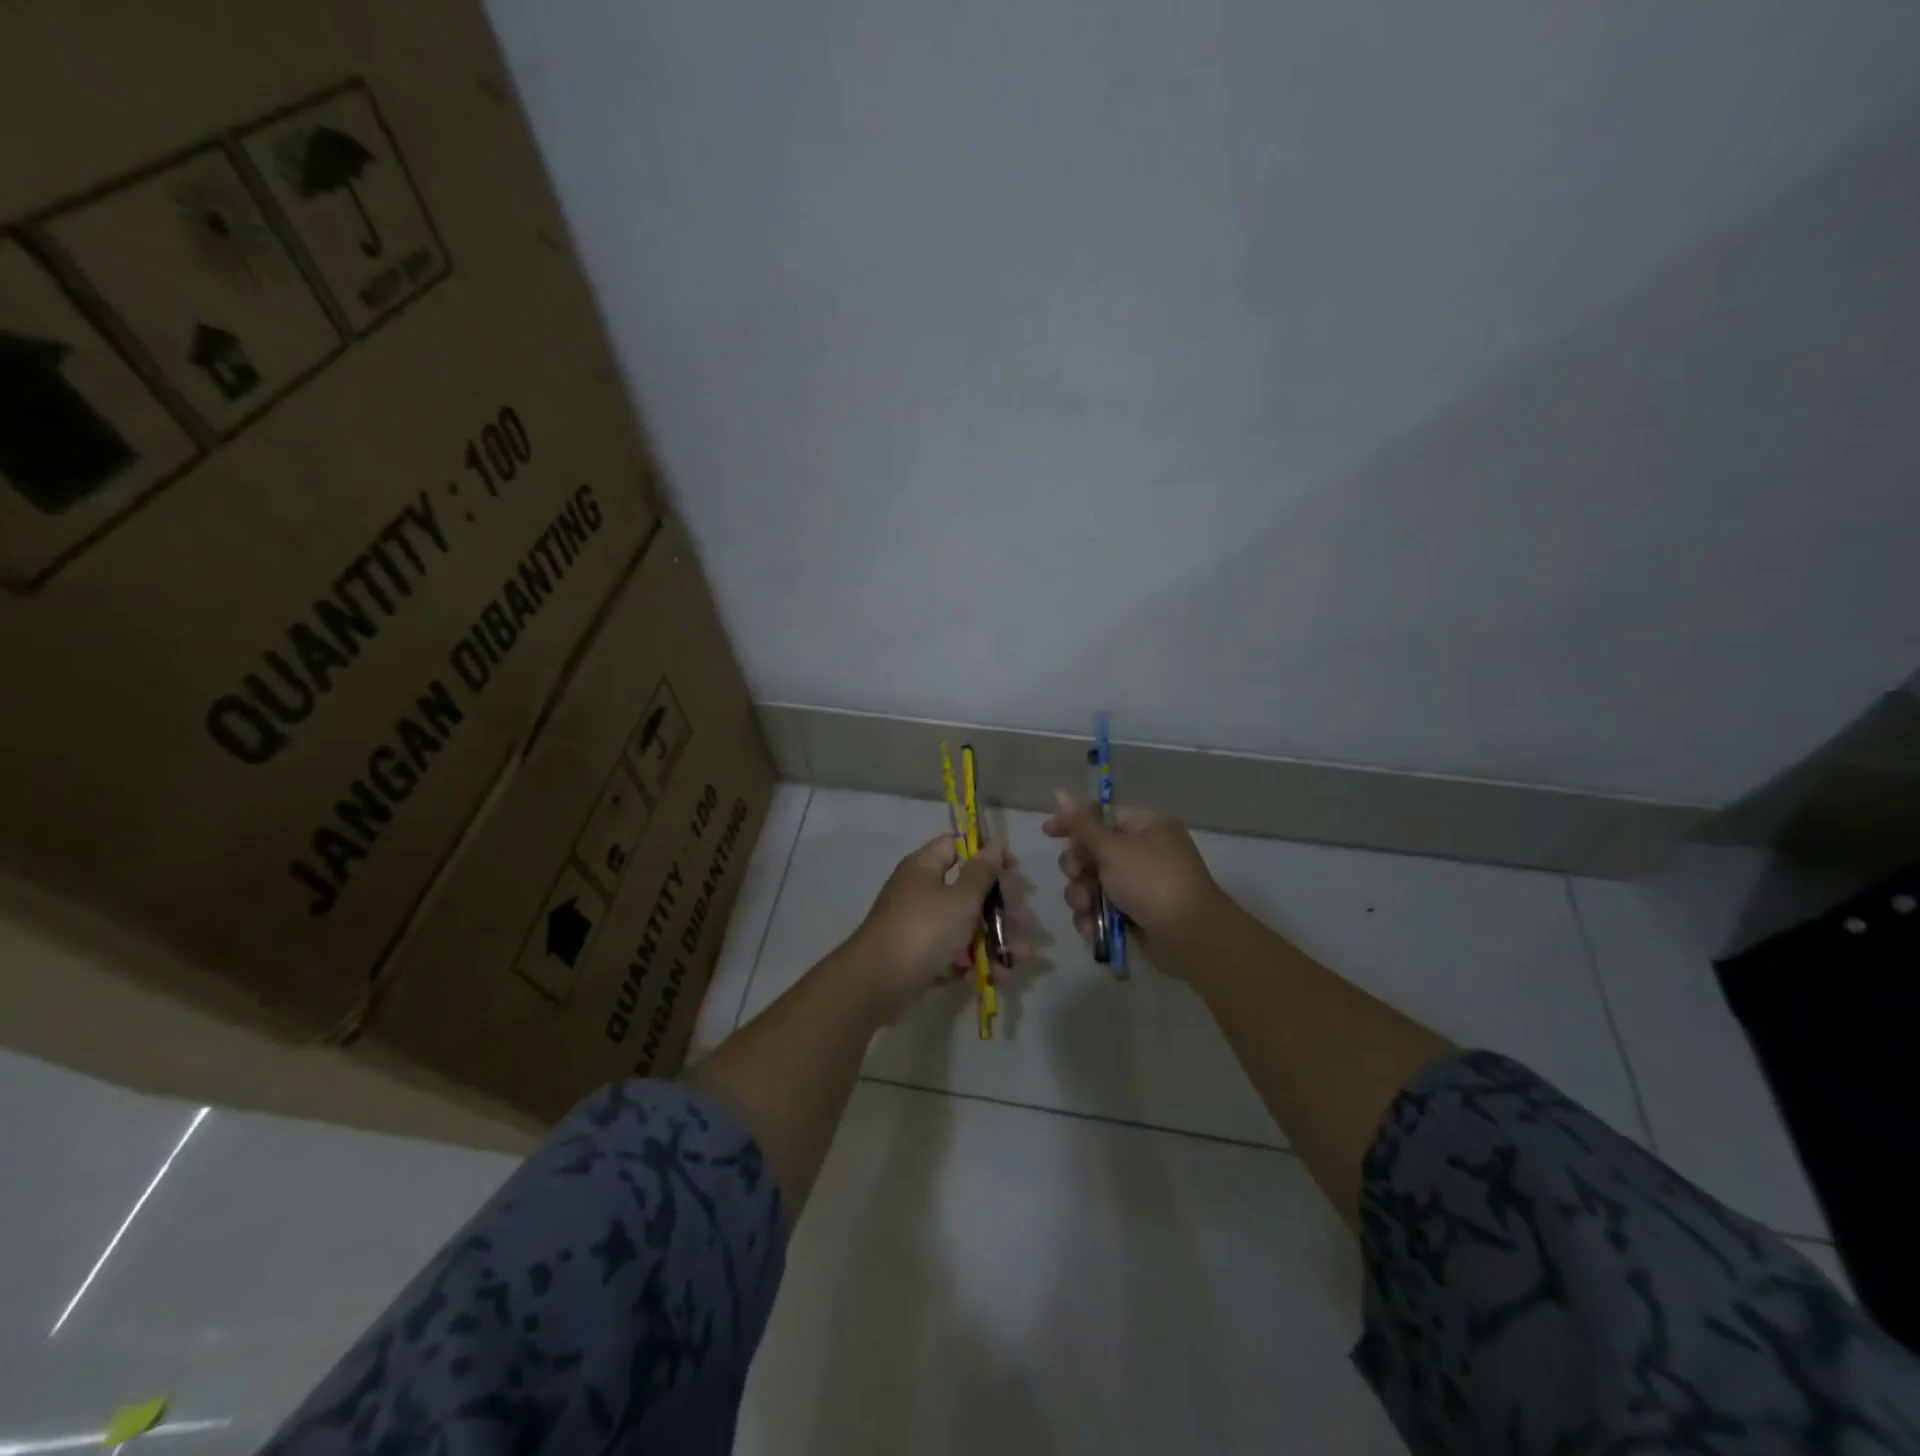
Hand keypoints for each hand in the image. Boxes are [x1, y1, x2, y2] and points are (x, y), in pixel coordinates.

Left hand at [846, 835, 1013, 1021]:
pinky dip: (977, 961)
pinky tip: (1001, 976)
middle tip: (1026, 921)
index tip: (1013, 869)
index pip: (956, 846)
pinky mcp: (920, 956)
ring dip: (997, 938)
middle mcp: (920, 892)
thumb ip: (981, 873)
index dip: (986, 854)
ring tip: (1025, 956)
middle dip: (1001, 907)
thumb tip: (993, 845)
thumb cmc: (923, 929)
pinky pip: (955, 953)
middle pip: (967, 890)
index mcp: (924, 867)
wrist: (877, 982)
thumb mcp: (960, 898)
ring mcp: (919, 926)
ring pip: (965, 925)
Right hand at [1042, 792, 1222, 948]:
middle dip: (1078, 867)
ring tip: (1086, 908)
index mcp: (1146, 826)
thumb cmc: (1151, 881)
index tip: (1048, 833)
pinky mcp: (1135, 913)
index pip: (1101, 816)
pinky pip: (1103, 908)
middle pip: (1093, 851)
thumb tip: (1059, 792)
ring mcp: (1140, 884)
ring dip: (1082, 895)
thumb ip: (1082, 824)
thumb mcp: (1113, 848)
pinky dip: (1094, 916)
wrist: (1189, 936)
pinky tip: (1091, 927)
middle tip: (1078, 876)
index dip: (1073, 823)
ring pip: (1093, 883)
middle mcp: (1143, 851)